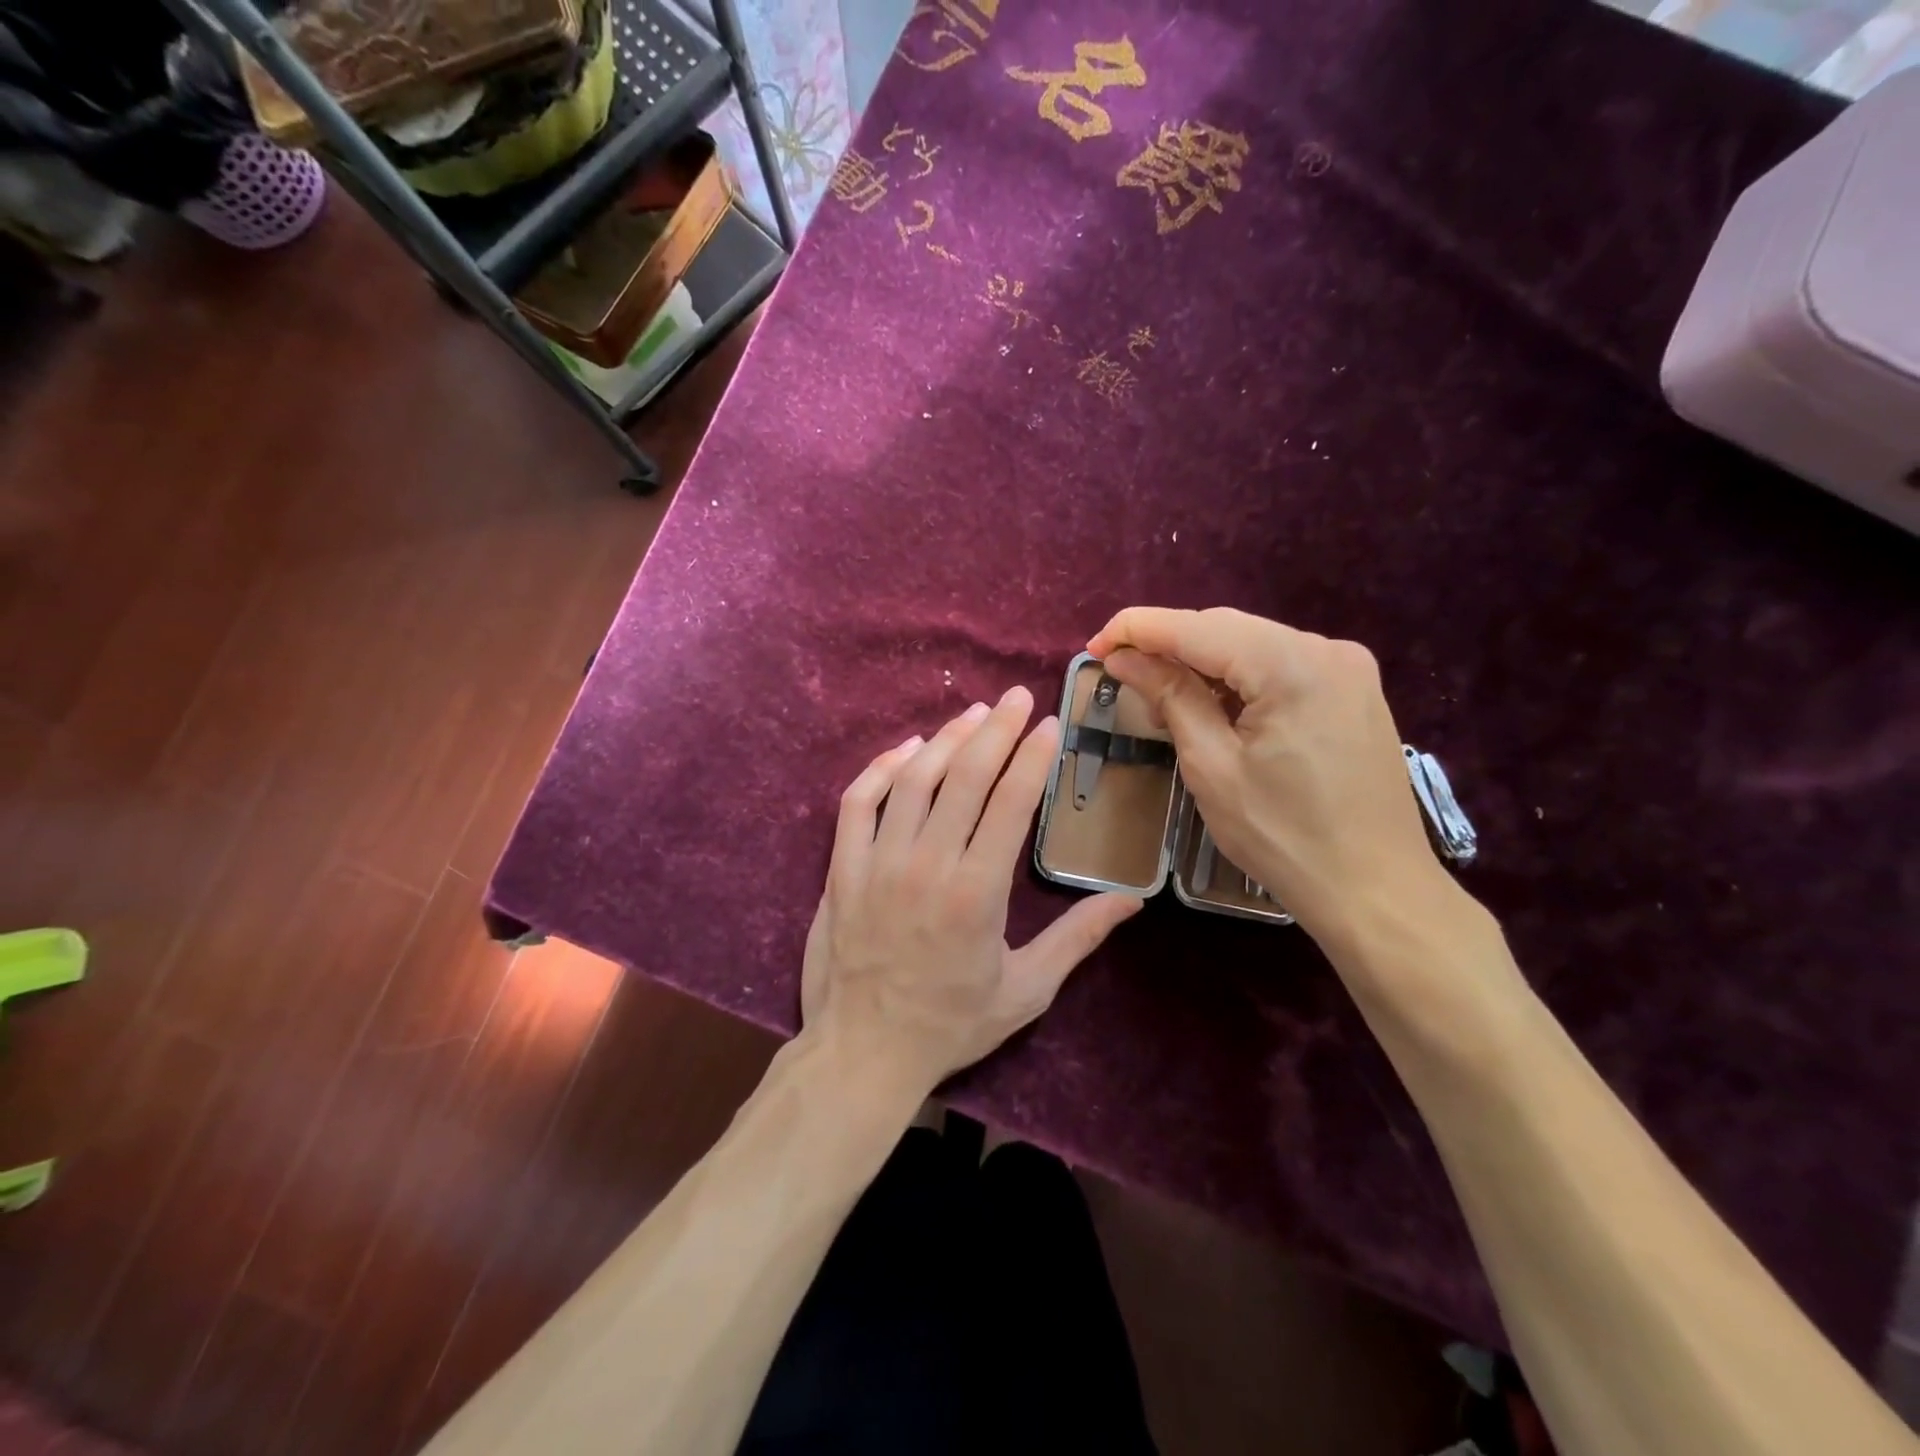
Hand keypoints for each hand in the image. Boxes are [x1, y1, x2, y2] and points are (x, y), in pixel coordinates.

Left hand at [801, 687, 1141, 1099]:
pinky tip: (907, 749)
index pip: (1009, 803)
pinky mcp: (843, 868)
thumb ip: (1078, 939)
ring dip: (945, 739)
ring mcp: (878, 862)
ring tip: (974, 714)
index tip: (1049, 724)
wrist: (864, 1052)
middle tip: (1017, 697)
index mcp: (976, 892)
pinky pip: (858, 802)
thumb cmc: (951, 1024)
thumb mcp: (1027, 990)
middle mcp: (926, 865)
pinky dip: (881, 768)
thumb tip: (1131, 900)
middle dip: (996, 730)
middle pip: (964, 777)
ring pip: (913, 780)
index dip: (1032, 757)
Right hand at [1088, 607, 1448, 943]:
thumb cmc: (1283, 837)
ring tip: (1162, 702)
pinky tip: (1212, 707)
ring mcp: (1346, 668)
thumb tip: (1123, 658)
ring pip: (1250, 645)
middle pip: (1225, 629)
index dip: (1136, 630)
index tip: (1093, 648)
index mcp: (1292, 665)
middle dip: (1167, 645)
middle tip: (1120, 676)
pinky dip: (1236, 679)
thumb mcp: (1211, 766)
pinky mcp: (1351, 690)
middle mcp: (1326, 649)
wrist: (1375, 890)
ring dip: (1200, 664)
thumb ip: (1169, 697)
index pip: (1196, 627)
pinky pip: (1278, 666)